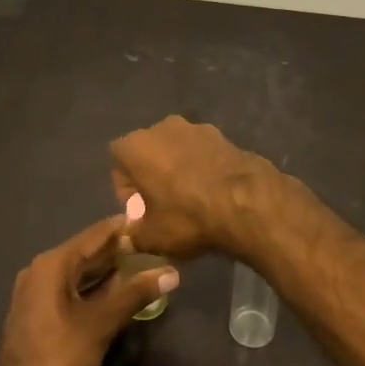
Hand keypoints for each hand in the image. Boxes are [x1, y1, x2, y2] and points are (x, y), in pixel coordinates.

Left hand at [0, 216, 177, 365]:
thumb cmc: (61, 353)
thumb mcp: (102, 322)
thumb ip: (136, 293)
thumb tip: (171, 273)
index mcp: (53, 264)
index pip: (95, 234)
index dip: (123, 227)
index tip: (150, 220)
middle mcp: (41, 269)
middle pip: (86, 251)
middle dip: (118, 249)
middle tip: (151, 244)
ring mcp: (36, 291)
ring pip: (78, 271)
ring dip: (106, 269)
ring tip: (140, 264)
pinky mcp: (37, 310)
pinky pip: (70, 287)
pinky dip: (93, 286)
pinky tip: (116, 290)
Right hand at [109, 116, 272, 259]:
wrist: (246, 203)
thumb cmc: (187, 217)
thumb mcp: (151, 237)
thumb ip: (132, 236)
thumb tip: (128, 238)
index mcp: (137, 145)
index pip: (117, 160)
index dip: (126, 187)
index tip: (139, 210)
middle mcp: (163, 127)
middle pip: (148, 151)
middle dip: (151, 175)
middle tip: (162, 206)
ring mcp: (197, 127)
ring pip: (176, 149)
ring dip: (177, 169)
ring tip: (190, 200)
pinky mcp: (224, 135)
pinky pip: (202, 152)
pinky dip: (202, 167)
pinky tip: (212, 192)